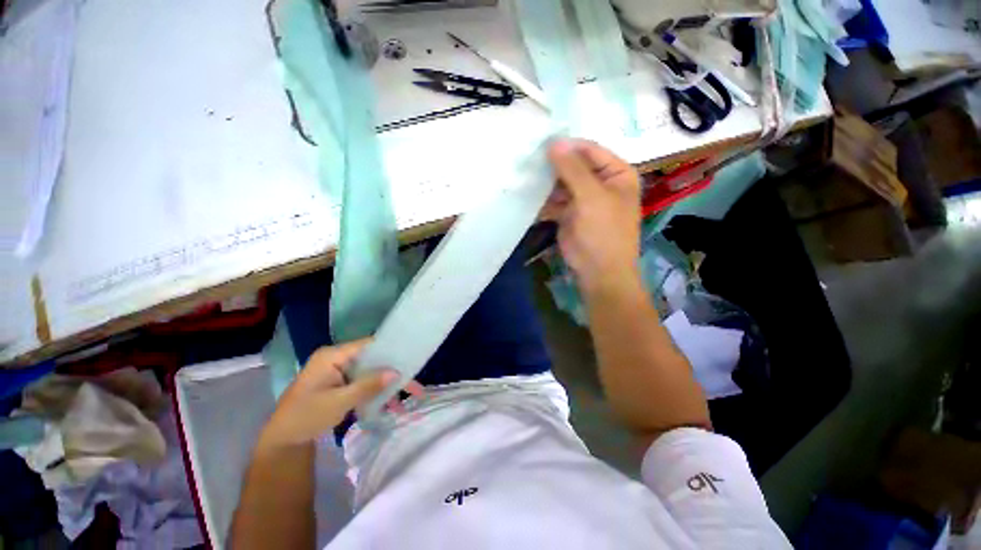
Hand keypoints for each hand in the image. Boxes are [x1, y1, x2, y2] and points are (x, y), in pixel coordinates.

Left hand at [256, 340, 396, 453]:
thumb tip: (396, 372)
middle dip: (391, 371)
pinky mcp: (339, 383)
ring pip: (369, 371)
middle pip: (370, 359)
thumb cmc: (307, 417)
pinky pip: (362, 382)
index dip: (388, 349)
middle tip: (412, 381)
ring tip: (406, 396)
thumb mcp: (339, 401)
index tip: (409, 357)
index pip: (367, 345)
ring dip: (385, 384)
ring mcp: (338, 371)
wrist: (283, 442)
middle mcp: (336, 359)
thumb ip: (368, 385)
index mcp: (332, 355)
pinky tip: (390, 402)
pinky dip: (374, 391)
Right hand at [542, 139, 641, 295]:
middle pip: (574, 166)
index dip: (568, 146)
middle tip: (528, 159)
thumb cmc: (604, 232)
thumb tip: (554, 142)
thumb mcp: (591, 197)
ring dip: (545, 182)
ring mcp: (582, 199)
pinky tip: (527, 195)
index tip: (541, 142)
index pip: (590, 150)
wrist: (598, 271)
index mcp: (616, 173)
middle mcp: (600, 183)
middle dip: (553, 165)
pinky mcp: (568, 214)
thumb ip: (573, 170)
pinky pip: (553, 201)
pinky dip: (542, 200)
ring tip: (524, 175)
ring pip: (561, 184)